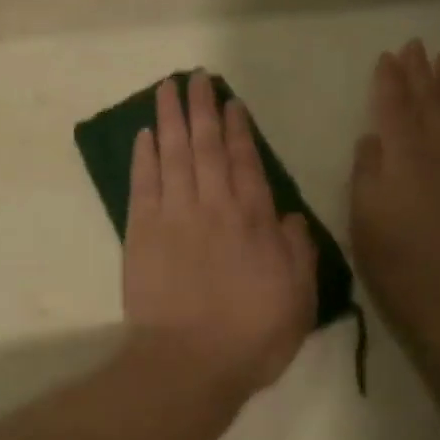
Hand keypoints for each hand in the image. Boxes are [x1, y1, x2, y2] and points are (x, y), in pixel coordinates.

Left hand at [121, 73, 317, 393]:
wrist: (189, 362)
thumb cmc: (251, 336)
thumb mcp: (298, 299)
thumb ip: (297, 253)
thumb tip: (288, 217)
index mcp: (252, 220)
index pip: (244, 162)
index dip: (237, 130)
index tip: (230, 103)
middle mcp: (214, 205)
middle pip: (206, 145)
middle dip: (202, 108)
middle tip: (195, 77)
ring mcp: (174, 214)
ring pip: (174, 153)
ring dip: (170, 118)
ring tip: (166, 88)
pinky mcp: (142, 229)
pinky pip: (143, 183)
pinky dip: (144, 156)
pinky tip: (145, 134)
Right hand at [350, 42, 439, 337]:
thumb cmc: (402, 262)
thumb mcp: (365, 218)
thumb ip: (368, 171)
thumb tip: (374, 140)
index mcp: (404, 152)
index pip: (394, 103)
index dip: (390, 79)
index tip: (387, 56)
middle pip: (430, 98)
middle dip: (421, 71)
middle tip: (416, 45)